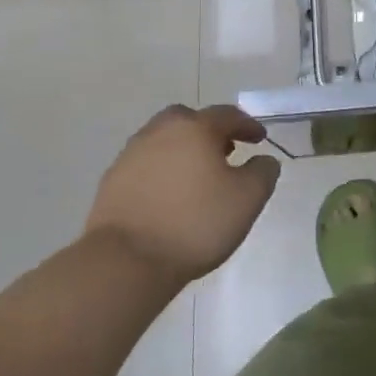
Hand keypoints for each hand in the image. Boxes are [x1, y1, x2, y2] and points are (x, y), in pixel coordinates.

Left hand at [87, 105, 280, 283]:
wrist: (126, 261)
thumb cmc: (196, 223)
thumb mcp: (248, 199)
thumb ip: (263, 172)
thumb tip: (263, 160)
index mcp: (195, 129)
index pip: (228, 115)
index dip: (248, 125)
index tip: (260, 139)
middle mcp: (160, 132)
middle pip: (189, 119)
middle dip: (209, 130)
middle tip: (225, 151)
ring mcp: (131, 155)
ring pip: (163, 140)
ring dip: (183, 149)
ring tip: (197, 175)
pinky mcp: (112, 181)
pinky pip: (145, 164)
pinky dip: (162, 170)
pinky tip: (170, 195)